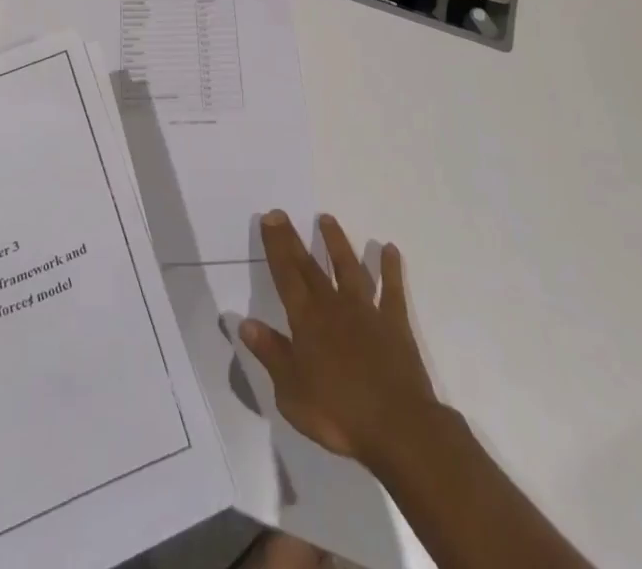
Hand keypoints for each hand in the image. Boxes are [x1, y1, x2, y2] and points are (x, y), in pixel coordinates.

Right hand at [239, 211, 437, 468]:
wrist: (397, 427)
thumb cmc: (338, 414)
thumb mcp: (291, 393)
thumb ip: (271, 354)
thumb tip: (245, 323)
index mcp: (307, 322)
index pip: (286, 276)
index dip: (276, 247)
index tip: (268, 218)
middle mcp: (334, 306)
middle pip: (310, 267)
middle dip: (293, 239)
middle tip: (281, 214)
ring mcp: (366, 311)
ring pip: (349, 268)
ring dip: (337, 243)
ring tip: (327, 219)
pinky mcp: (394, 323)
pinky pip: (392, 290)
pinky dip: (390, 268)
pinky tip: (389, 249)